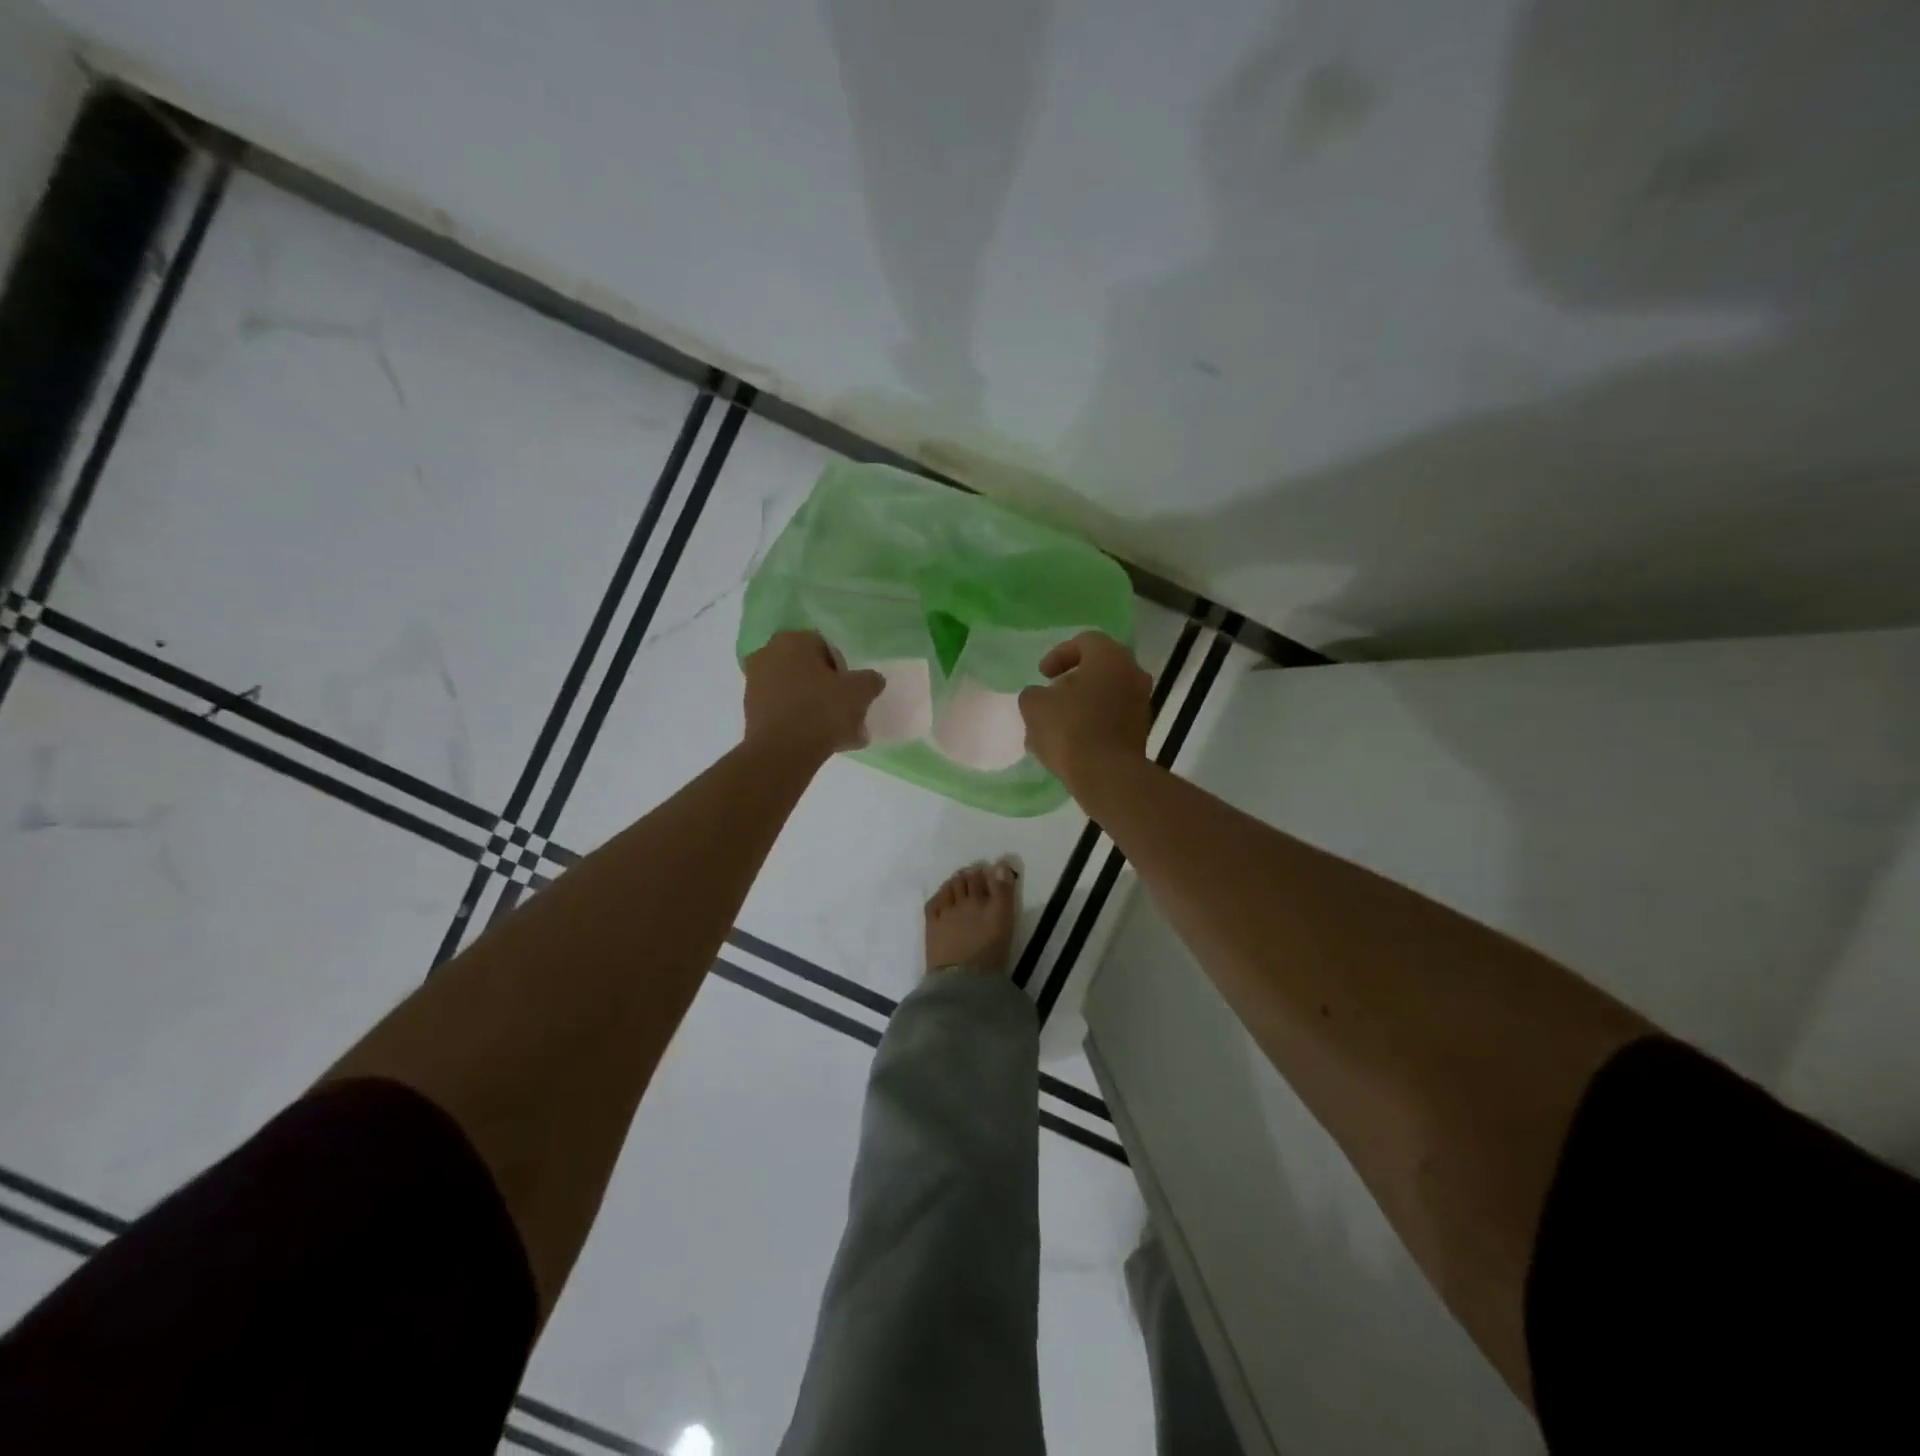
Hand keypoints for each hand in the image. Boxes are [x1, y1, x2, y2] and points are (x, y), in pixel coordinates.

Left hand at [742, 631, 884, 761]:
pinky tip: (820, 741)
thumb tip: (871, 680)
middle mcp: (767, 654)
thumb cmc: (821, 711)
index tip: (852, 691)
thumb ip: (870, 680)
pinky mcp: (750, 711)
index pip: (826, 647)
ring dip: (816, 707)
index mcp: (792, 640)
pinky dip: (800, 721)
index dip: (843, 669)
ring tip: (838, 733)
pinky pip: (784, 711)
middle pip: (809, 669)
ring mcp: (754, 683)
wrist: (782, 753)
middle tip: (847, 711)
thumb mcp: (859, 692)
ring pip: (797, 692)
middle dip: (828, 688)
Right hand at [1019, 631, 1151, 788]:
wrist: (1107, 775)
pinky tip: (1071, 742)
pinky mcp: (1141, 731)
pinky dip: (1093, 723)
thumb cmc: (1070, 729)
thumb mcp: (1035, 705)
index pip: (1085, 641)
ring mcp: (1141, 704)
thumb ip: (1034, 694)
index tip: (1043, 674)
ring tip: (1056, 724)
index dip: (1059, 654)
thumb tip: (1041, 697)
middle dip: (1072, 680)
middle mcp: (1133, 673)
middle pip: (1099, 668)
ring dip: (1082, 703)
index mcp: (1110, 657)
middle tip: (1052, 695)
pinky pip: (1113, 717)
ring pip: (1107, 694)